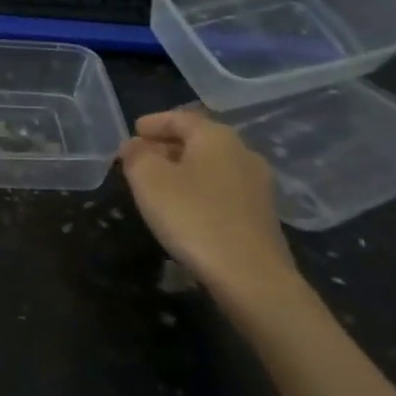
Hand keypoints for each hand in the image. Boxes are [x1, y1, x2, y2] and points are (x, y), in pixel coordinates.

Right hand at [119, 108, 294, 303]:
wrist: (252, 277)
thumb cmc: (194, 217)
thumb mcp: (148, 180)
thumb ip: (136, 155)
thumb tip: (135, 145)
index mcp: (216, 136)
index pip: (180, 118)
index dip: (153, 123)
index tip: (133, 132)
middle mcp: (243, 152)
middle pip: (198, 140)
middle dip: (167, 147)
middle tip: (141, 159)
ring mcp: (258, 186)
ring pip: (212, 167)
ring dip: (185, 171)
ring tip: (160, 186)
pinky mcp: (262, 216)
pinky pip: (223, 191)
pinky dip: (201, 191)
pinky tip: (186, 210)